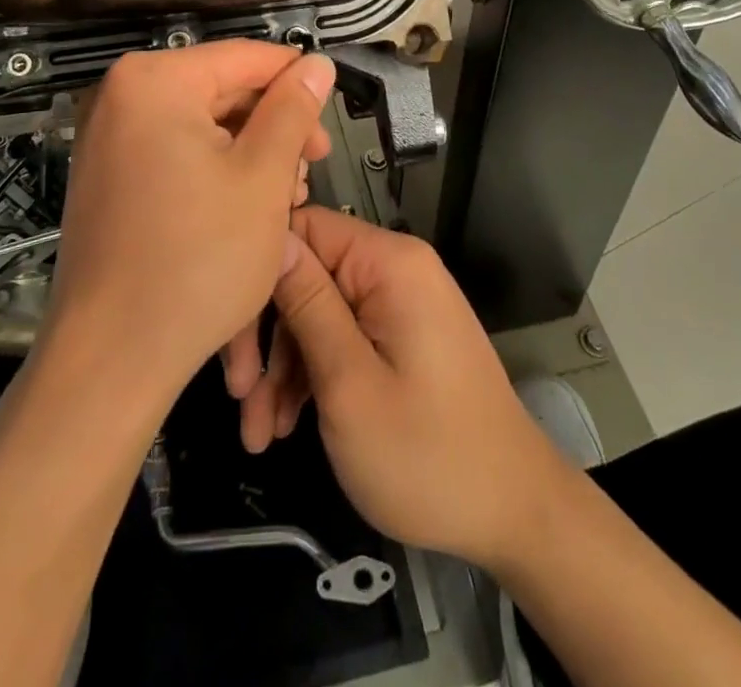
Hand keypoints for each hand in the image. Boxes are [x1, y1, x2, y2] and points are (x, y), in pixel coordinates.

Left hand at [45, 41, 334, 401]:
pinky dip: (216, 171)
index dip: (298, 82)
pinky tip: (246, 209)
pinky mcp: (108, 177)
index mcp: (153, 81)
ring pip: (203, 125)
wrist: (112, 358)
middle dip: (274, 127)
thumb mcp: (263, 177)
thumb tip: (317, 63)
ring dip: (251, 154)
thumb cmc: (198, 260)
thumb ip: (293, 110)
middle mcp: (120, 97)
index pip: (246, 57)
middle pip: (222, 90)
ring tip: (285, 198)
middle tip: (311, 172)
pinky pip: (175, 152)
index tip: (331, 121)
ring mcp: (108, 138)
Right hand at [261, 207, 570, 569]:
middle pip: (306, 275)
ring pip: (317, 312)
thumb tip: (271, 235)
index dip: (259, 275)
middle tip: (240, 401)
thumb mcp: (349, 383)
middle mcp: (394, 268)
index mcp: (388, 262)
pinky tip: (286, 425)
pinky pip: (342, 336)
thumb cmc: (427, 454)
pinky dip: (312, 376)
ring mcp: (398, 302)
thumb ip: (307, 304)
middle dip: (268, 337)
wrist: (513, 513)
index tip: (227, 334)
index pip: (301, 227)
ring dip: (283, 368)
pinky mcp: (399, 334)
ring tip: (260, 433)